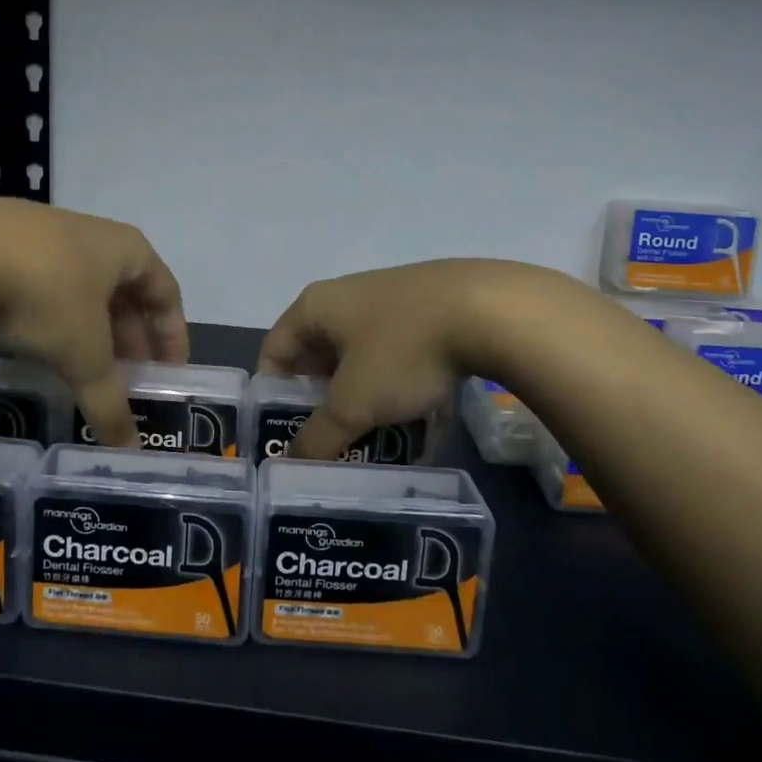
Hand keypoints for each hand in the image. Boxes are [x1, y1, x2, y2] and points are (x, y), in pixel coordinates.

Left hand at [0, 199, 188, 446]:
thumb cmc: (45, 295)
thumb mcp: (83, 355)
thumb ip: (109, 402)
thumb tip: (130, 452)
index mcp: (127, 250)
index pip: (166, 293)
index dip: (173, 336)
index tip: (170, 373)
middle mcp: (94, 234)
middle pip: (124, 292)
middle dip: (128, 338)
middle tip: (125, 379)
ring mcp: (47, 232)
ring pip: (82, 288)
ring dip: (89, 328)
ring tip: (81, 367)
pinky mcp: (5, 240)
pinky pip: (45, 283)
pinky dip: (52, 316)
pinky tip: (36, 344)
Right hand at [257, 259, 533, 459]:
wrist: (489, 309)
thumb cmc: (402, 350)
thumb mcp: (355, 402)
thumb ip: (319, 436)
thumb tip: (291, 464)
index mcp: (316, 307)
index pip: (274, 351)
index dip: (271, 394)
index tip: (283, 435)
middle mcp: (346, 296)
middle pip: (318, 357)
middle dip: (322, 403)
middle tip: (328, 445)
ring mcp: (390, 300)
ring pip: (362, 359)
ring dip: (363, 400)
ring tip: (373, 441)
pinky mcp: (428, 310)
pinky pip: (399, 356)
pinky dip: (399, 388)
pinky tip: (417, 421)